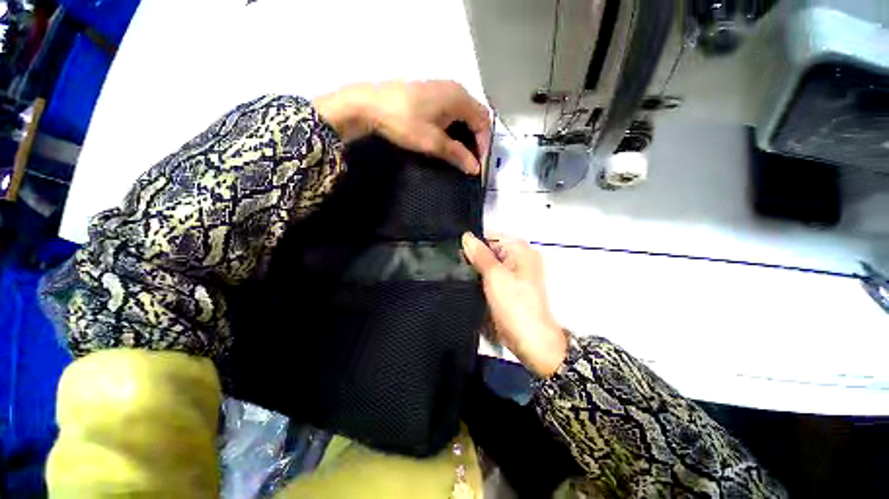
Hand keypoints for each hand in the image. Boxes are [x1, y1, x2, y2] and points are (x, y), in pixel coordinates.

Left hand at [313, 81, 490, 174]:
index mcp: (460, 98)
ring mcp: (442, 89)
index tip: (477, 165)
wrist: (369, 105)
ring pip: (464, 114)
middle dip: (477, 140)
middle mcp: (455, 89)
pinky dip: (456, 127)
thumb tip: (475, 168)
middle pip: (476, 116)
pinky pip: (453, 111)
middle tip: (470, 161)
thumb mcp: (433, 142)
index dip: (484, 145)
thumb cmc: (404, 121)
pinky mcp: (431, 94)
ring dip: (466, 134)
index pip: (483, 122)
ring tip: (461, 154)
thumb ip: (457, 154)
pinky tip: (448, 140)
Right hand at [461, 232, 566, 376]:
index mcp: (521, 250)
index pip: (491, 237)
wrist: (530, 340)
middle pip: (490, 250)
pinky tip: (469, 285)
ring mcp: (515, 274)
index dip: (473, 243)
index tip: (456, 253)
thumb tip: (467, 237)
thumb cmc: (515, 305)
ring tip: (459, 275)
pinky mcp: (510, 288)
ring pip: (489, 264)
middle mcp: (520, 258)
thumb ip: (480, 254)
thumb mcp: (495, 276)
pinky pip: (492, 277)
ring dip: (476, 269)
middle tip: (455, 266)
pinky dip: (481, 279)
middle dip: (473, 257)